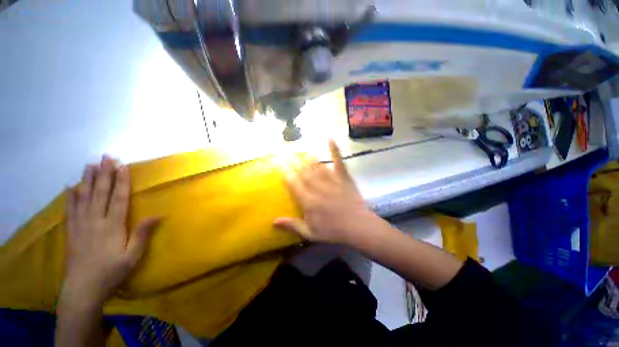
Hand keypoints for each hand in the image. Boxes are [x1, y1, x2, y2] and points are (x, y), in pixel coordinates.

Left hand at [61, 156, 159, 306]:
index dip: (121, 181)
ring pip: (84, 197)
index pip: (118, 198)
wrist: (83, 289)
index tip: (122, 166)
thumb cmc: (112, 272)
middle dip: (104, 174)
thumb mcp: (133, 256)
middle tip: (106, 157)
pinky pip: (70, 209)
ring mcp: (80, 225)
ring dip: (88, 180)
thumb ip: (143, 234)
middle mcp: (95, 220)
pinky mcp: (71, 231)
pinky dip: (70, 197)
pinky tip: (71, 187)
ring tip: (90, 165)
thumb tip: (158, 215)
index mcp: (112, 226)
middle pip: (100, 193)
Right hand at [274, 140, 378, 244]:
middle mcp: (318, 187)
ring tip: (299, 150)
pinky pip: (338, 161)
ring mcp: (332, 180)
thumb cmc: (333, 231)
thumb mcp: (310, 233)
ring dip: (307, 157)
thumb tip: (273, 221)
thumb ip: (292, 225)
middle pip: (303, 172)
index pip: (293, 183)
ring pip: (316, 165)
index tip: (279, 165)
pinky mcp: (343, 177)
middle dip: (293, 162)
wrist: (358, 227)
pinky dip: (334, 149)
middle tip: (285, 153)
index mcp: (308, 201)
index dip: (285, 173)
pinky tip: (329, 138)